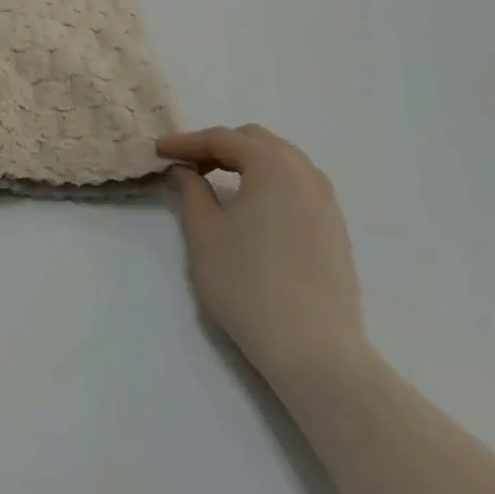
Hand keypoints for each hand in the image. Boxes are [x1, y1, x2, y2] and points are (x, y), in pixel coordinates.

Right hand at [158, 124, 368, 393]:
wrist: (316, 354)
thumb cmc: (248, 286)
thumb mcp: (204, 234)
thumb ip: (190, 191)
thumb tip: (184, 170)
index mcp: (272, 164)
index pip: (221, 139)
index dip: (186, 142)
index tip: (159, 150)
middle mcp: (304, 172)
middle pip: (254, 142)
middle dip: (219, 147)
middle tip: (189, 166)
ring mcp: (326, 201)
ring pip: (280, 161)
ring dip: (247, 163)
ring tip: (219, 183)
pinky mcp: (336, 229)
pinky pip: (297, 186)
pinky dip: (270, 184)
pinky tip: (253, 209)